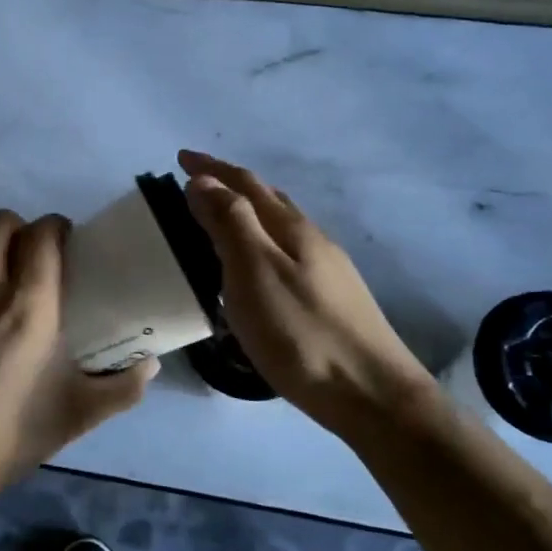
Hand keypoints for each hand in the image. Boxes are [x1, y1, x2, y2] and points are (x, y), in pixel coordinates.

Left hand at [0, 209, 156, 499]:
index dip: (58, 230)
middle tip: (34, 269)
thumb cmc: (6, 436)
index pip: (43, 232)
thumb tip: (149, 365)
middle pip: (1, 223)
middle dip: (22, 234)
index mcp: (26, 303)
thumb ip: (122, 387)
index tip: (68, 249)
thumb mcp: (75, 415)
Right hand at [179, 150, 432, 433]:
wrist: (370, 393)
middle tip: (195, 183)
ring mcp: (326, 269)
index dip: (212, 168)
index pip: (245, 184)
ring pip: (280, 226)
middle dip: (230, 184)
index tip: (180, 157)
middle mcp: (312, 240)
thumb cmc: (301, 333)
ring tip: (220, 218)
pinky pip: (287, 253)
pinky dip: (261, 242)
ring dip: (248, 212)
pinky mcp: (330, 298)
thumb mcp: (255, 274)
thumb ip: (230, 224)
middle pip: (268, 199)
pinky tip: (256, 267)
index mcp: (290, 229)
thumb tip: (204, 180)